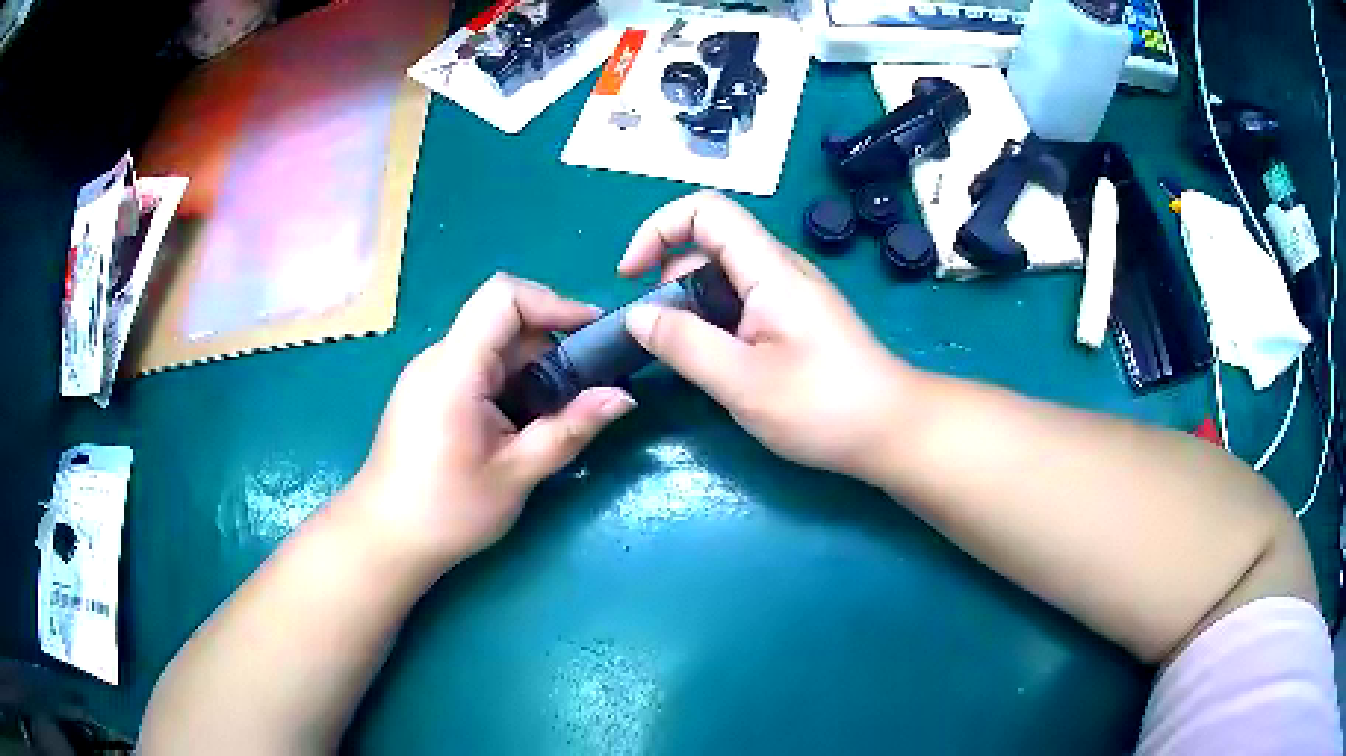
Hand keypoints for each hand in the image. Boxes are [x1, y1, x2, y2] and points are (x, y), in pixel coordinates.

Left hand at [348, 274, 634, 567]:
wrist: (385, 538)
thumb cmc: (446, 510)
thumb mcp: (515, 474)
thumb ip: (570, 430)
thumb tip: (623, 397)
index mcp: (455, 369)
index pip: (503, 296)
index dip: (553, 302)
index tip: (591, 332)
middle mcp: (438, 359)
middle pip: (502, 324)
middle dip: (549, 350)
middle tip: (581, 396)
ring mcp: (428, 374)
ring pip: (491, 348)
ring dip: (530, 372)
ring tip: (551, 419)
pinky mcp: (427, 392)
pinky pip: (475, 368)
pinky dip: (508, 385)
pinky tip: (517, 428)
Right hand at [620, 191, 912, 478]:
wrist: (892, 429)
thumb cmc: (823, 406)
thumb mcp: (742, 382)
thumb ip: (684, 344)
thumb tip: (637, 317)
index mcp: (768, 269)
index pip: (706, 211)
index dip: (658, 229)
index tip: (631, 277)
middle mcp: (779, 270)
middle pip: (710, 245)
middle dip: (668, 279)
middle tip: (660, 337)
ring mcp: (790, 295)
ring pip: (724, 278)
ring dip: (691, 307)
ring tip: (687, 358)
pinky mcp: (796, 320)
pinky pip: (742, 304)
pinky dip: (715, 323)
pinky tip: (717, 365)